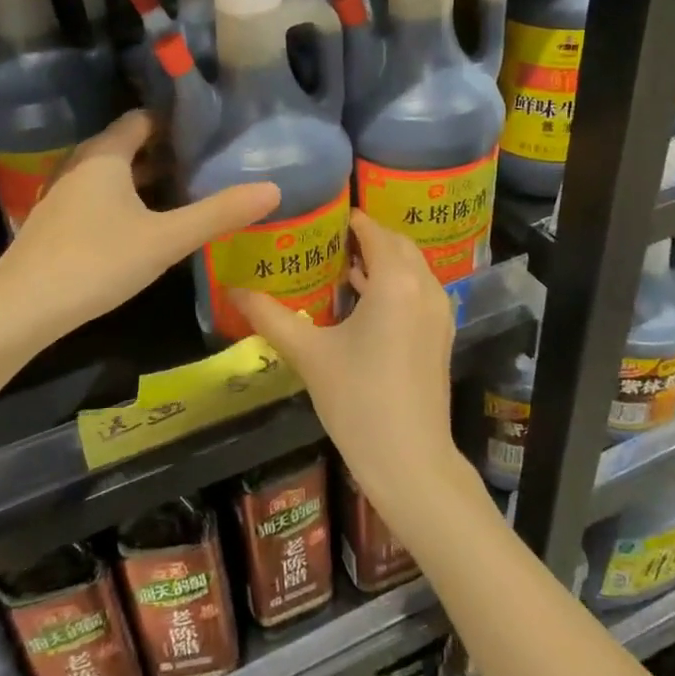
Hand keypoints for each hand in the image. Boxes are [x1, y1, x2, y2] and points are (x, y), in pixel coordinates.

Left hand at [0, 112, 278, 338]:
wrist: (21, 309)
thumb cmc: (96, 261)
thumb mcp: (166, 239)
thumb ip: (218, 213)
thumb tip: (273, 189)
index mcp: (105, 155)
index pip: (143, 119)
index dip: (177, 122)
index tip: (212, 133)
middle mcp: (80, 165)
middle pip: (128, 145)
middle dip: (167, 152)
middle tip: (208, 163)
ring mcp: (63, 194)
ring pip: (113, 175)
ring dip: (146, 179)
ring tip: (186, 192)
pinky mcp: (56, 223)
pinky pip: (99, 197)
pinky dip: (126, 201)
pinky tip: (146, 226)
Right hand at [234, 212, 464, 522]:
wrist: (409, 459)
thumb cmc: (357, 399)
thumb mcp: (308, 354)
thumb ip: (269, 316)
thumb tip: (233, 289)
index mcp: (396, 280)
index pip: (373, 230)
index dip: (349, 219)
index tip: (319, 216)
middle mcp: (425, 286)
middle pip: (396, 244)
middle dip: (366, 237)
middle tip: (325, 239)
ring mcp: (439, 312)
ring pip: (411, 268)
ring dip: (381, 261)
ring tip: (338, 265)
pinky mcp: (441, 335)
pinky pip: (418, 291)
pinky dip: (394, 283)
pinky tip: (362, 300)